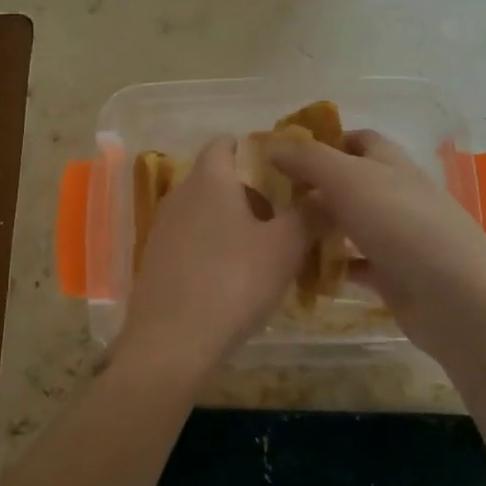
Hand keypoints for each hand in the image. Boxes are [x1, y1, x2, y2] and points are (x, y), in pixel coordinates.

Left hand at [117, 136, 317, 370]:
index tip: (284, 171)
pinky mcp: (156, 261)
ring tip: (267, 251)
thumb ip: (311, 214)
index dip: (255, 150)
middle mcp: (180, 195)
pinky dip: (215, 248)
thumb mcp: (285, 247)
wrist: (172, 342)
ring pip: (206, 212)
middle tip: (287, 217)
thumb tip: (329, 192)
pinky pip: (192, 241)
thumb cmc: (233, 281)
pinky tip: (235, 278)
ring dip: (235, 223)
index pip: (226, 143)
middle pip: (219, 179)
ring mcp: (163, 229)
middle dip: (253, 193)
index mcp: (209, 179)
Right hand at [270, 130, 485, 361]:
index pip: (356, 139)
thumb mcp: (350, 180)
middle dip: (311, 187)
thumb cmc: (402, 225)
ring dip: (317, 228)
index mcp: (389, 163)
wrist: (457, 298)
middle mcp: (394, 194)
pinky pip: (354, 265)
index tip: (282, 153)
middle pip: (348, 183)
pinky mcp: (393, 276)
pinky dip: (331, 267)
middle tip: (266, 198)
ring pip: (348, 224)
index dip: (323, 141)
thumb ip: (310, 160)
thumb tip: (273, 144)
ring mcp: (395, 237)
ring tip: (275, 234)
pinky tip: (302, 272)